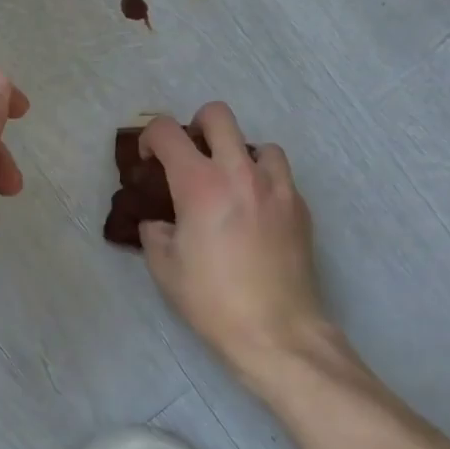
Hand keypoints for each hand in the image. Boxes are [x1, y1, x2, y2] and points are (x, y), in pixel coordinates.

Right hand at [138, 104, 331, 393]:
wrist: (276, 332)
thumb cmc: (212, 300)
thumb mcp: (163, 267)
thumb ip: (155, 230)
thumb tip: (160, 220)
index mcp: (200, 184)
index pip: (168, 132)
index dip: (150, 137)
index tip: (150, 160)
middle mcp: (240, 173)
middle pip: (218, 116)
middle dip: (196, 126)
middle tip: (190, 158)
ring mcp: (277, 188)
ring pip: (258, 143)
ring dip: (238, 154)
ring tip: (229, 186)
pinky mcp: (300, 208)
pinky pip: (279, 176)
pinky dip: (262, 181)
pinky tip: (253, 213)